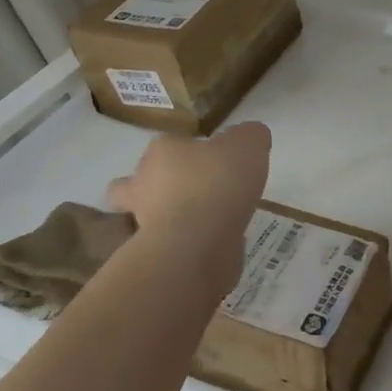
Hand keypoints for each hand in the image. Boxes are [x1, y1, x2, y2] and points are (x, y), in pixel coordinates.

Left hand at [106, 122, 270, 286]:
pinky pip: (169, 244)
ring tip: (204, 222)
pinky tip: (212, 244)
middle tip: (195, 192)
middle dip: (159, 185)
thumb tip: (250, 138)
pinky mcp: (154, 254)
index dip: (188, 151)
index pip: (169, 144)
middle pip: (140, 180)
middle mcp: (143, 182)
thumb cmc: (218, 184)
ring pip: (149, 215)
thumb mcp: (249, 144)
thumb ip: (251, 136)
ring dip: (170, 217)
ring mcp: (144, 221)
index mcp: (162, 150)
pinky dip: (185, 244)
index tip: (213, 161)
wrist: (197, 244)